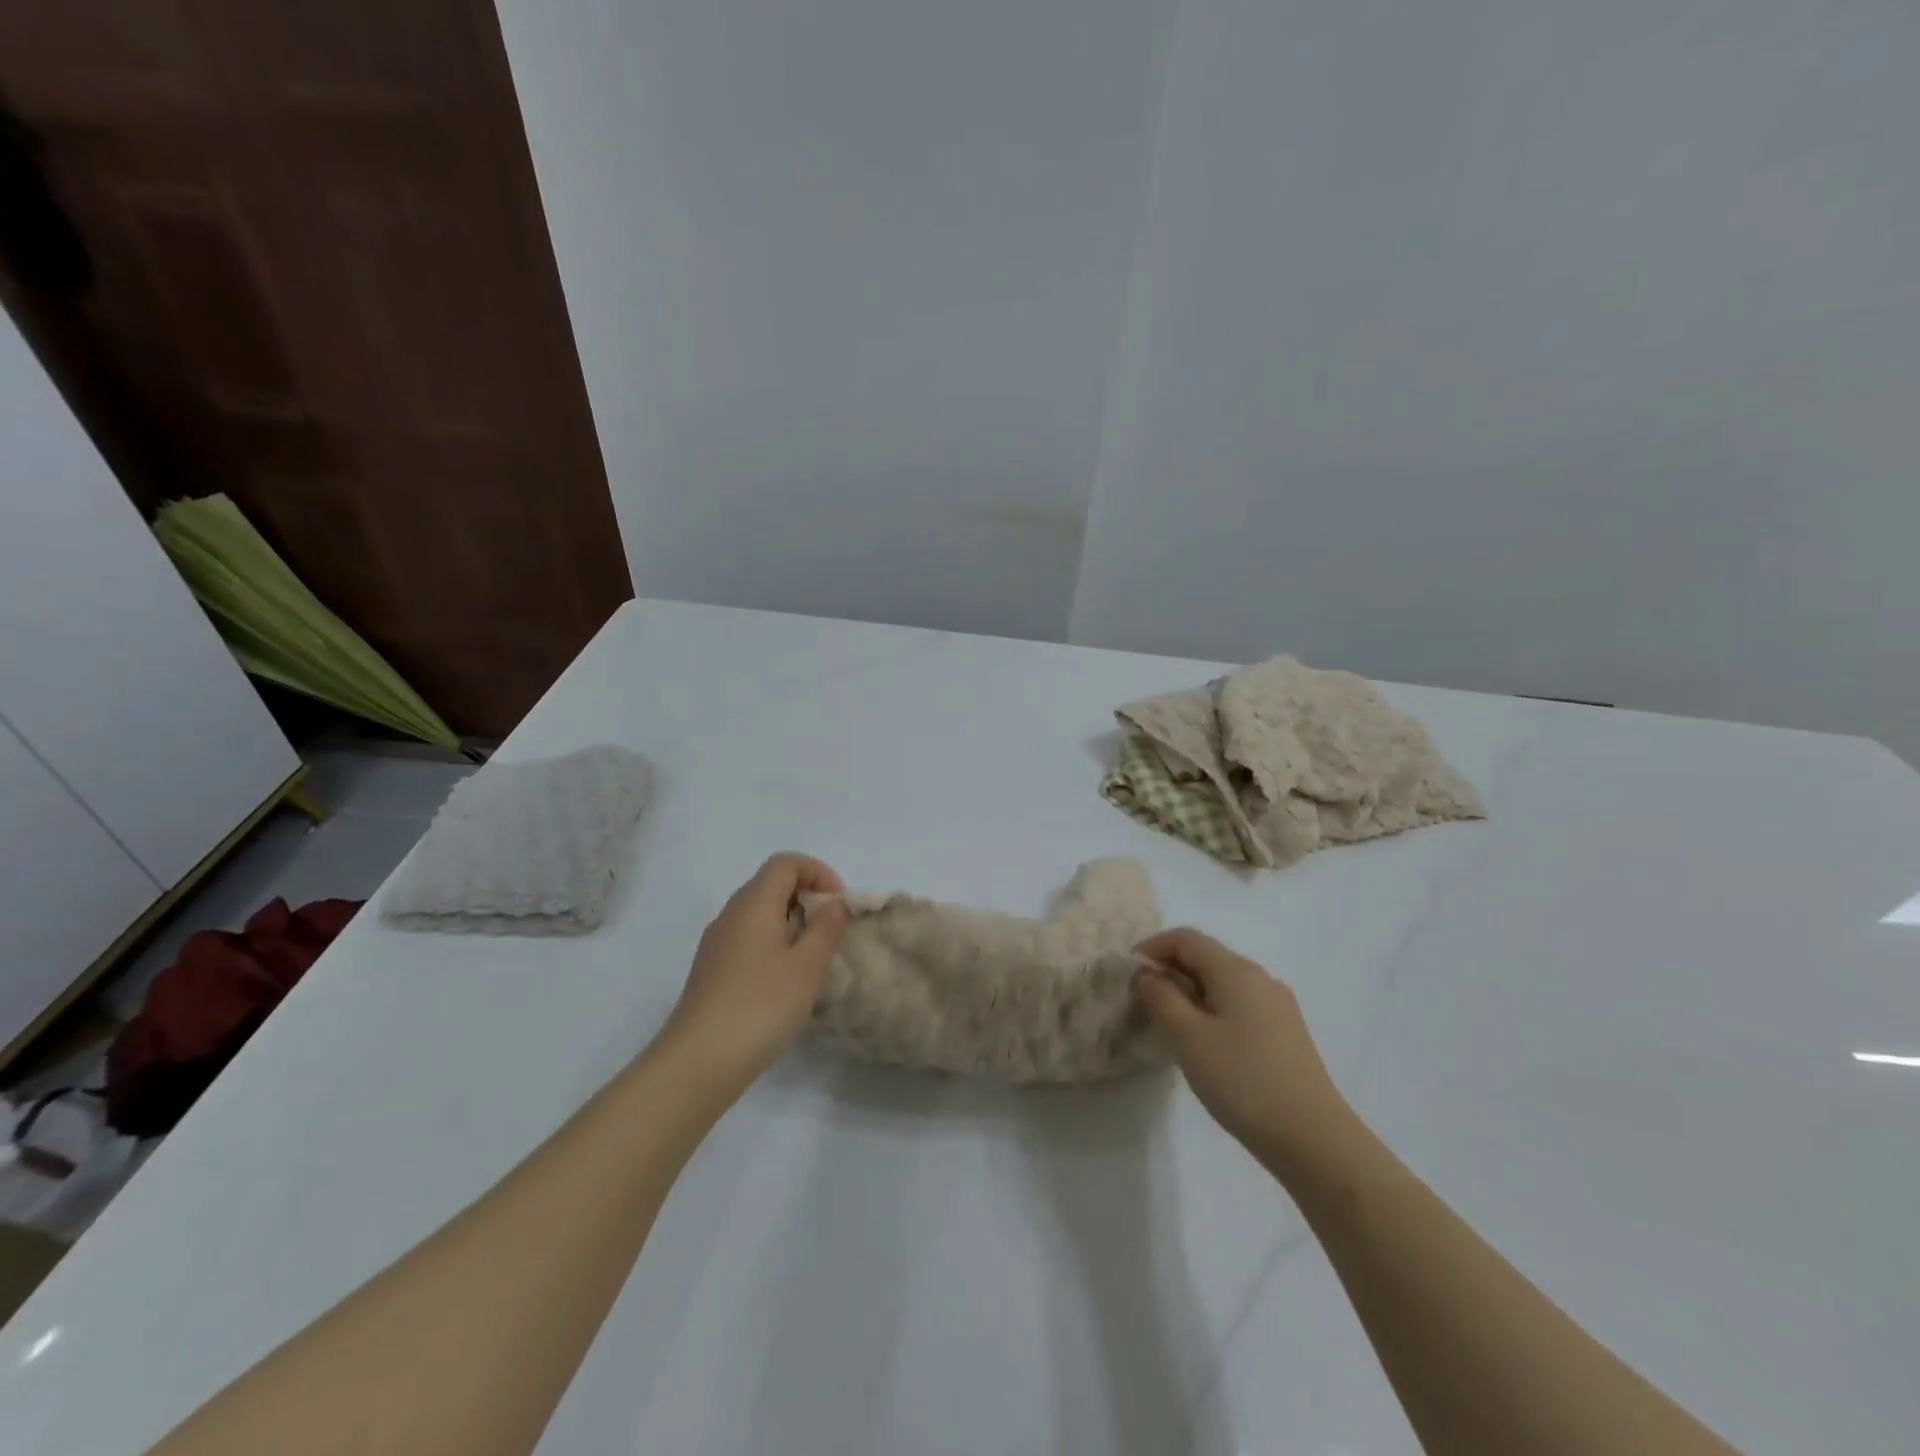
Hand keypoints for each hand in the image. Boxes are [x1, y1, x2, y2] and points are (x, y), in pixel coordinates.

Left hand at [661, 853, 849, 1089]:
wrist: (698, 1063)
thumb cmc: (760, 1006)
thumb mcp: (807, 967)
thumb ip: (826, 929)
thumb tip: (834, 904)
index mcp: (753, 903)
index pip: (785, 863)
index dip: (818, 872)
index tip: (838, 903)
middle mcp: (731, 915)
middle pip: (771, 885)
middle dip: (807, 898)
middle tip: (832, 931)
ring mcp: (717, 944)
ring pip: (760, 915)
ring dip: (792, 925)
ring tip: (814, 959)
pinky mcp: (712, 972)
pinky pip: (749, 940)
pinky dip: (774, 946)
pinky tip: (786, 983)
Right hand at [1135, 928, 1358, 1178]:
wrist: (1314, 1139)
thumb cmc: (1243, 1081)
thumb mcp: (1188, 1037)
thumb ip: (1161, 998)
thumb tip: (1148, 975)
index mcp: (1236, 970)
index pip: (1186, 938)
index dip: (1152, 949)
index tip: (1129, 976)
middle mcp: (1260, 977)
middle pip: (1206, 957)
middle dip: (1170, 971)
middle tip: (1144, 1003)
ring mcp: (1278, 1006)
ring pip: (1223, 982)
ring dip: (1190, 992)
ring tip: (1170, 1026)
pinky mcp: (1286, 1033)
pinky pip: (1239, 1005)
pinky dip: (1212, 1010)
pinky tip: (1206, 1045)